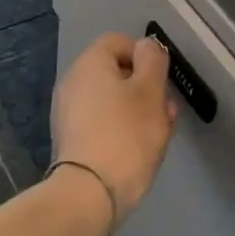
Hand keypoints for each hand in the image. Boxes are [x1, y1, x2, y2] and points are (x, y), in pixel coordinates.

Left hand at [50, 33, 178, 226]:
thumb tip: (146, 46)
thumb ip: (152, 61)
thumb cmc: (126, 135)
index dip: (145, 56)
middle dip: (145, 89)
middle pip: (116, 73)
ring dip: (138, 112)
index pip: (119, 41)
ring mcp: (68, 112)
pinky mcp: (71, 140)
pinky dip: (121, 130)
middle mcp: (72, 82)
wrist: (89, 193)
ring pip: (111, 101)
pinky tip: (138, 151)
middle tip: (166, 113)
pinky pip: (101, 123)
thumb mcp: (150, 92)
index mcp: (89, 63)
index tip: (162, 81)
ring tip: (159, 135)